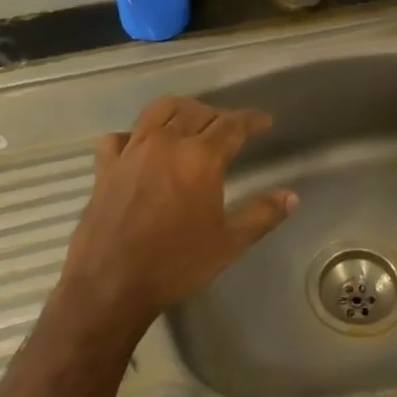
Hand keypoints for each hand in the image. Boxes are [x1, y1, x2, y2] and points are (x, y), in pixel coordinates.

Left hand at [56, 97, 295, 335]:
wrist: (110, 285)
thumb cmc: (176, 264)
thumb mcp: (229, 242)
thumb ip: (262, 214)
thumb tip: (291, 196)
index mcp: (200, 158)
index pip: (233, 124)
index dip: (252, 120)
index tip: (264, 122)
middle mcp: (166, 143)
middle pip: (196, 112)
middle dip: (218, 115)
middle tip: (230, 128)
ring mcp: (131, 152)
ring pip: (158, 111)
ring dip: (180, 110)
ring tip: (190, 120)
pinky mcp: (105, 167)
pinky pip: (118, 137)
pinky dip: (133, 135)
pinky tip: (139, 146)